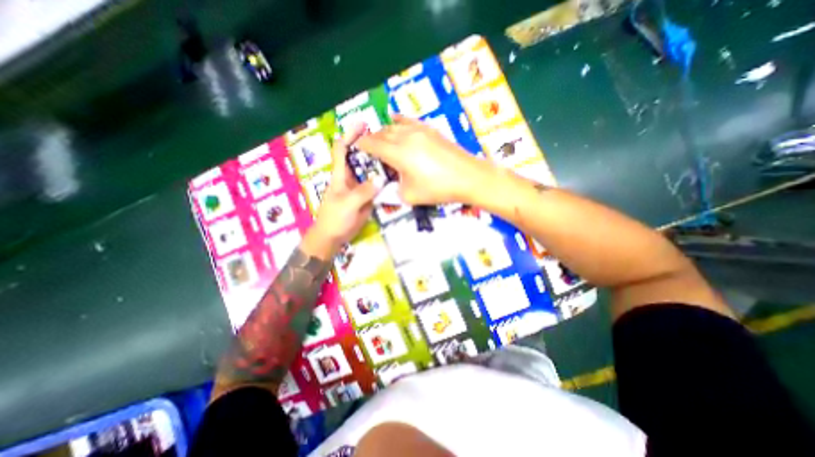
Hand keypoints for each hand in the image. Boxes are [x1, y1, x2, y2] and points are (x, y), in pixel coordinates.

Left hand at [302, 123, 382, 261]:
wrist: (334, 236)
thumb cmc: (335, 218)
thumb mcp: (348, 203)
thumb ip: (363, 191)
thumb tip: (380, 180)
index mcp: (341, 174)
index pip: (342, 149)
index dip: (350, 135)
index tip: (363, 125)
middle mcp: (351, 177)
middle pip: (359, 157)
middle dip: (371, 147)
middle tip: (389, 141)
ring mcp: (359, 187)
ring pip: (370, 171)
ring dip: (380, 164)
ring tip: (396, 156)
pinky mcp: (367, 197)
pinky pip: (376, 185)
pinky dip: (384, 180)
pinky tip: (395, 177)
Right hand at [354, 114, 493, 205]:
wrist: (468, 177)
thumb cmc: (438, 188)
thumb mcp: (410, 195)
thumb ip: (394, 188)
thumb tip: (391, 183)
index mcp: (397, 153)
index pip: (372, 145)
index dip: (361, 146)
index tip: (355, 148)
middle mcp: (405, 136)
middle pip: (382, 133)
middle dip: (372, 140)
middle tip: (369, 149)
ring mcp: (419, 130)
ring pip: (394, 126)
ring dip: (385, 132)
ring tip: (382, 140)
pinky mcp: (430, 130)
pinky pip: (409, 121)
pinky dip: (399, 120)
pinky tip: (395, 119)